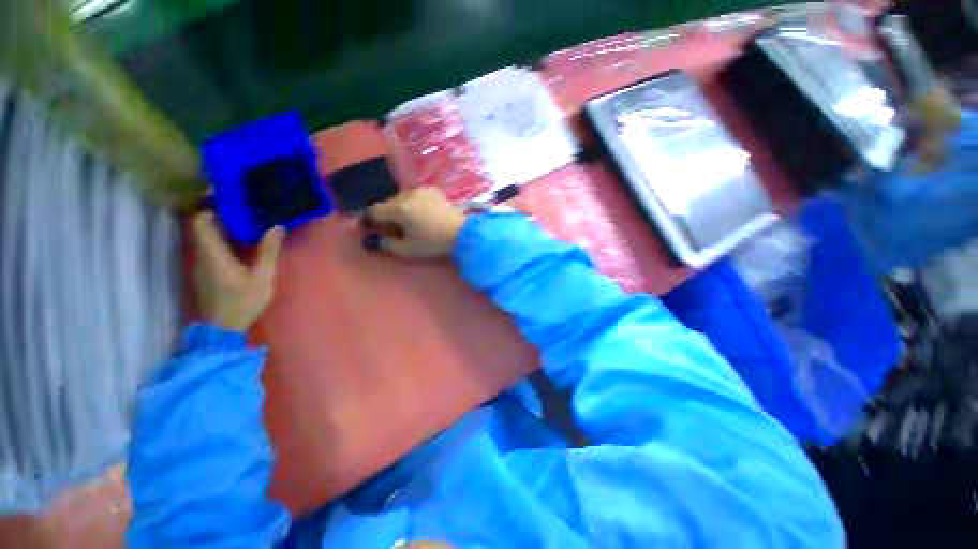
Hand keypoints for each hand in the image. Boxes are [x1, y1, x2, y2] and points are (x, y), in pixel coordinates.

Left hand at [192, 212, 284, 331]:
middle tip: (241, 203)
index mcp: (213, 254)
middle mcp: (202, 254)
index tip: (224, 194)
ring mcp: (201, 263)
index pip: (201, 222)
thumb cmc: (243, 302)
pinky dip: (221, 236)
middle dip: (218, 211)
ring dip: (220, 224)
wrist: (223, 327)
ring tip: (243, 216)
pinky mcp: (206, 270)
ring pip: (206, 235)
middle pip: (202, 226)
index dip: (208, 205)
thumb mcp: (262, 278)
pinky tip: (239, 238)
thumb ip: (268, 252)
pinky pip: (210, 245)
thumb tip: (276, 227)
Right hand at [362, 188, 466, 258]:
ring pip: (401, 198)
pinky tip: (421, 214)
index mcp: (399, 208)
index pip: (374, 210)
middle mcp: (407, 194)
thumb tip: (372, 240)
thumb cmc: (433, 243)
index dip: (369, 220)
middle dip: (386, 215)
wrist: (461, 233)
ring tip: (408, 221)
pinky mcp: (432, 190)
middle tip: (392, 228)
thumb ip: (386, 244)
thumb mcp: (407, 249)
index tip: (370, 228)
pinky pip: (415, 196)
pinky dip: (413, 203)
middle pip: (388, 203)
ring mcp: (421, 190)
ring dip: (400, 208)